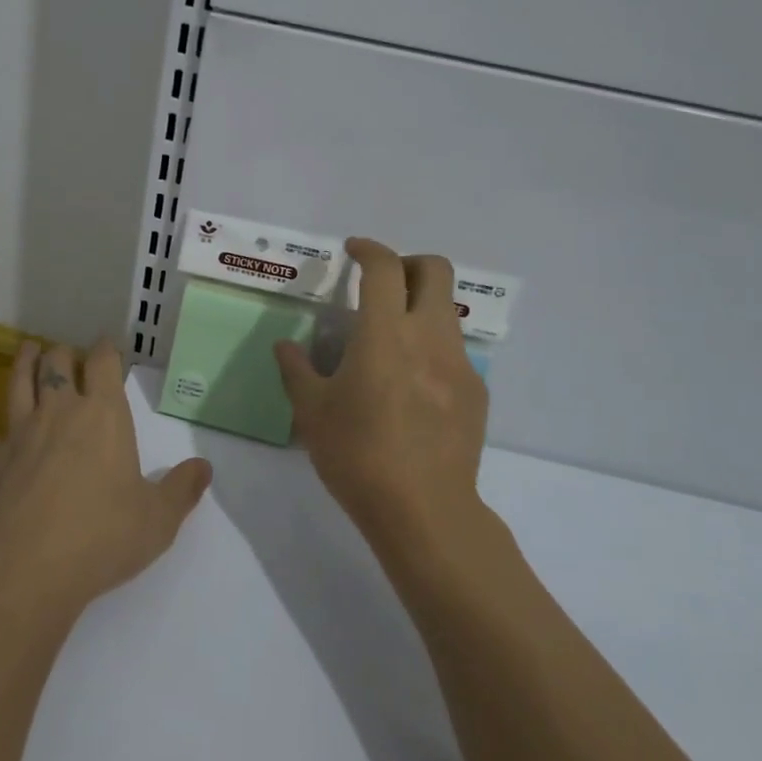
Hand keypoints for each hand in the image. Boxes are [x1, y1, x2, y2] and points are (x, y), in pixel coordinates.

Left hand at [0, 339, 211, 619]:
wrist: (28, 570)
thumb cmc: (101, 537)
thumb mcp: (158, 519)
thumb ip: (183, 489)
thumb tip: (205, 467)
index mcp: (103, 416)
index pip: (104, 364)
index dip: (106, 349)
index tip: (107, 344)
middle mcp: (59, 412)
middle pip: (58, 365)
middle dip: (64, 354)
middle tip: (67, 353)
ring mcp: (19, 433)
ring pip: (19, 383)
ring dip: (24, 363)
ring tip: (28, 349)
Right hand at [274, 239, 489, 559]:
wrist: (423, 511)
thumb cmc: (358, 455)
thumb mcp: (312, 412)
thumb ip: (296, 370)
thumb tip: (285, 346)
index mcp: (385, 334)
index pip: (384, 267)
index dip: (368, 249)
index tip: (352, 251)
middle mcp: (429, 337)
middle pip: (436, 270)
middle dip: (408, 263)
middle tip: (382, 284)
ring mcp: (459, 364)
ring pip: (448, 310)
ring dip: (421, 306)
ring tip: (393, 341)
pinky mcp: (476, 393)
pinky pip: (455, 351)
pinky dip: (432, 348)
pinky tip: (412, 386)